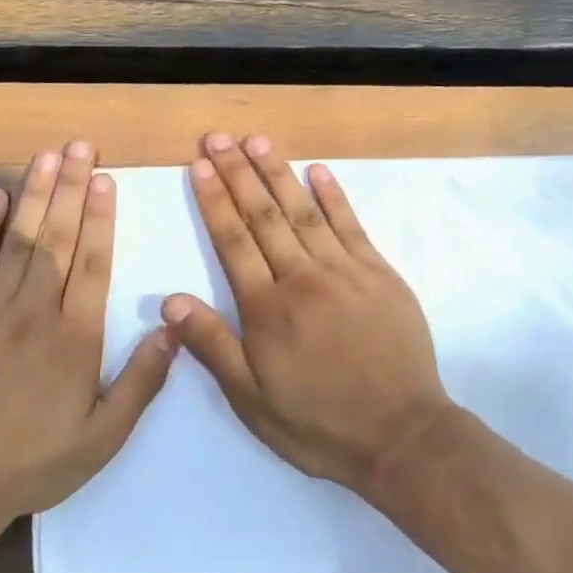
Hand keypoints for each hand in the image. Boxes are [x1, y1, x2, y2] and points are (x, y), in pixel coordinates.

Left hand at [0, 141, 175, 521]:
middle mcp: (36, 311)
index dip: (101, 217)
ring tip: (46, 156)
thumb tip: (171, 328)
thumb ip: (141, 381)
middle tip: (79, 146)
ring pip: (19, 239)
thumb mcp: (103, 437)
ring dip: (35, 193)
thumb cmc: (34, 462)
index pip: (94, 263)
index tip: (106, 179)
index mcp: (76, 337)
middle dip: (70, 188)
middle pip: (58, 238)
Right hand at [161, 132, 454, 493]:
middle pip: (264, 215)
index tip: (199, 166)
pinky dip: (333, 195)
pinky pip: (352, 225)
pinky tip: (317, 171)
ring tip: (257, 141)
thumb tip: (170, 300)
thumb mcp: (253, 400)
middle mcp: (303, 277)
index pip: (233, 241)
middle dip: (238, 173)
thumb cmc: (319, 423)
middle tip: (219, 137)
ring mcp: (346, 270)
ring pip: (304, 211)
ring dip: (278, 173)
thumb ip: (213, 346)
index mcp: (268, 308)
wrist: (401, 435)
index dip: (214, 200)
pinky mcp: (380, 273)